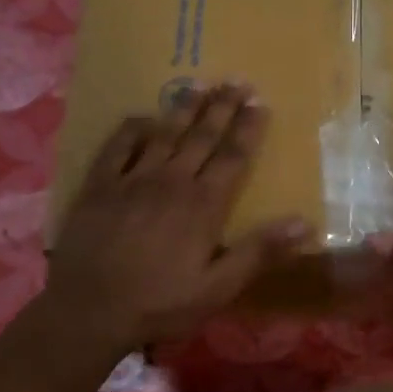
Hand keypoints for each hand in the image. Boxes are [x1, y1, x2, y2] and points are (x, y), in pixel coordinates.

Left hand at [37, 83, 310, 350]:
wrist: (88, 311)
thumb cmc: (160, 303)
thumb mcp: (218, 287)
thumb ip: (259, 252)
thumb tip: (304, 223)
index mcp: (203, 205)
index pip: (232, 157)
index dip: (248, 129)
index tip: (260, 103)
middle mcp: (171, 182)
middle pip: (202, 137)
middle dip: (222, 107)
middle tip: (236, 80)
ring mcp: (132, 180)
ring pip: (164, 134)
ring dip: (184, 108)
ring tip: (200, 84)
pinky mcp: (99, 186)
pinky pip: (118, 146)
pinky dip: (132, 128)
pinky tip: (144, 117)